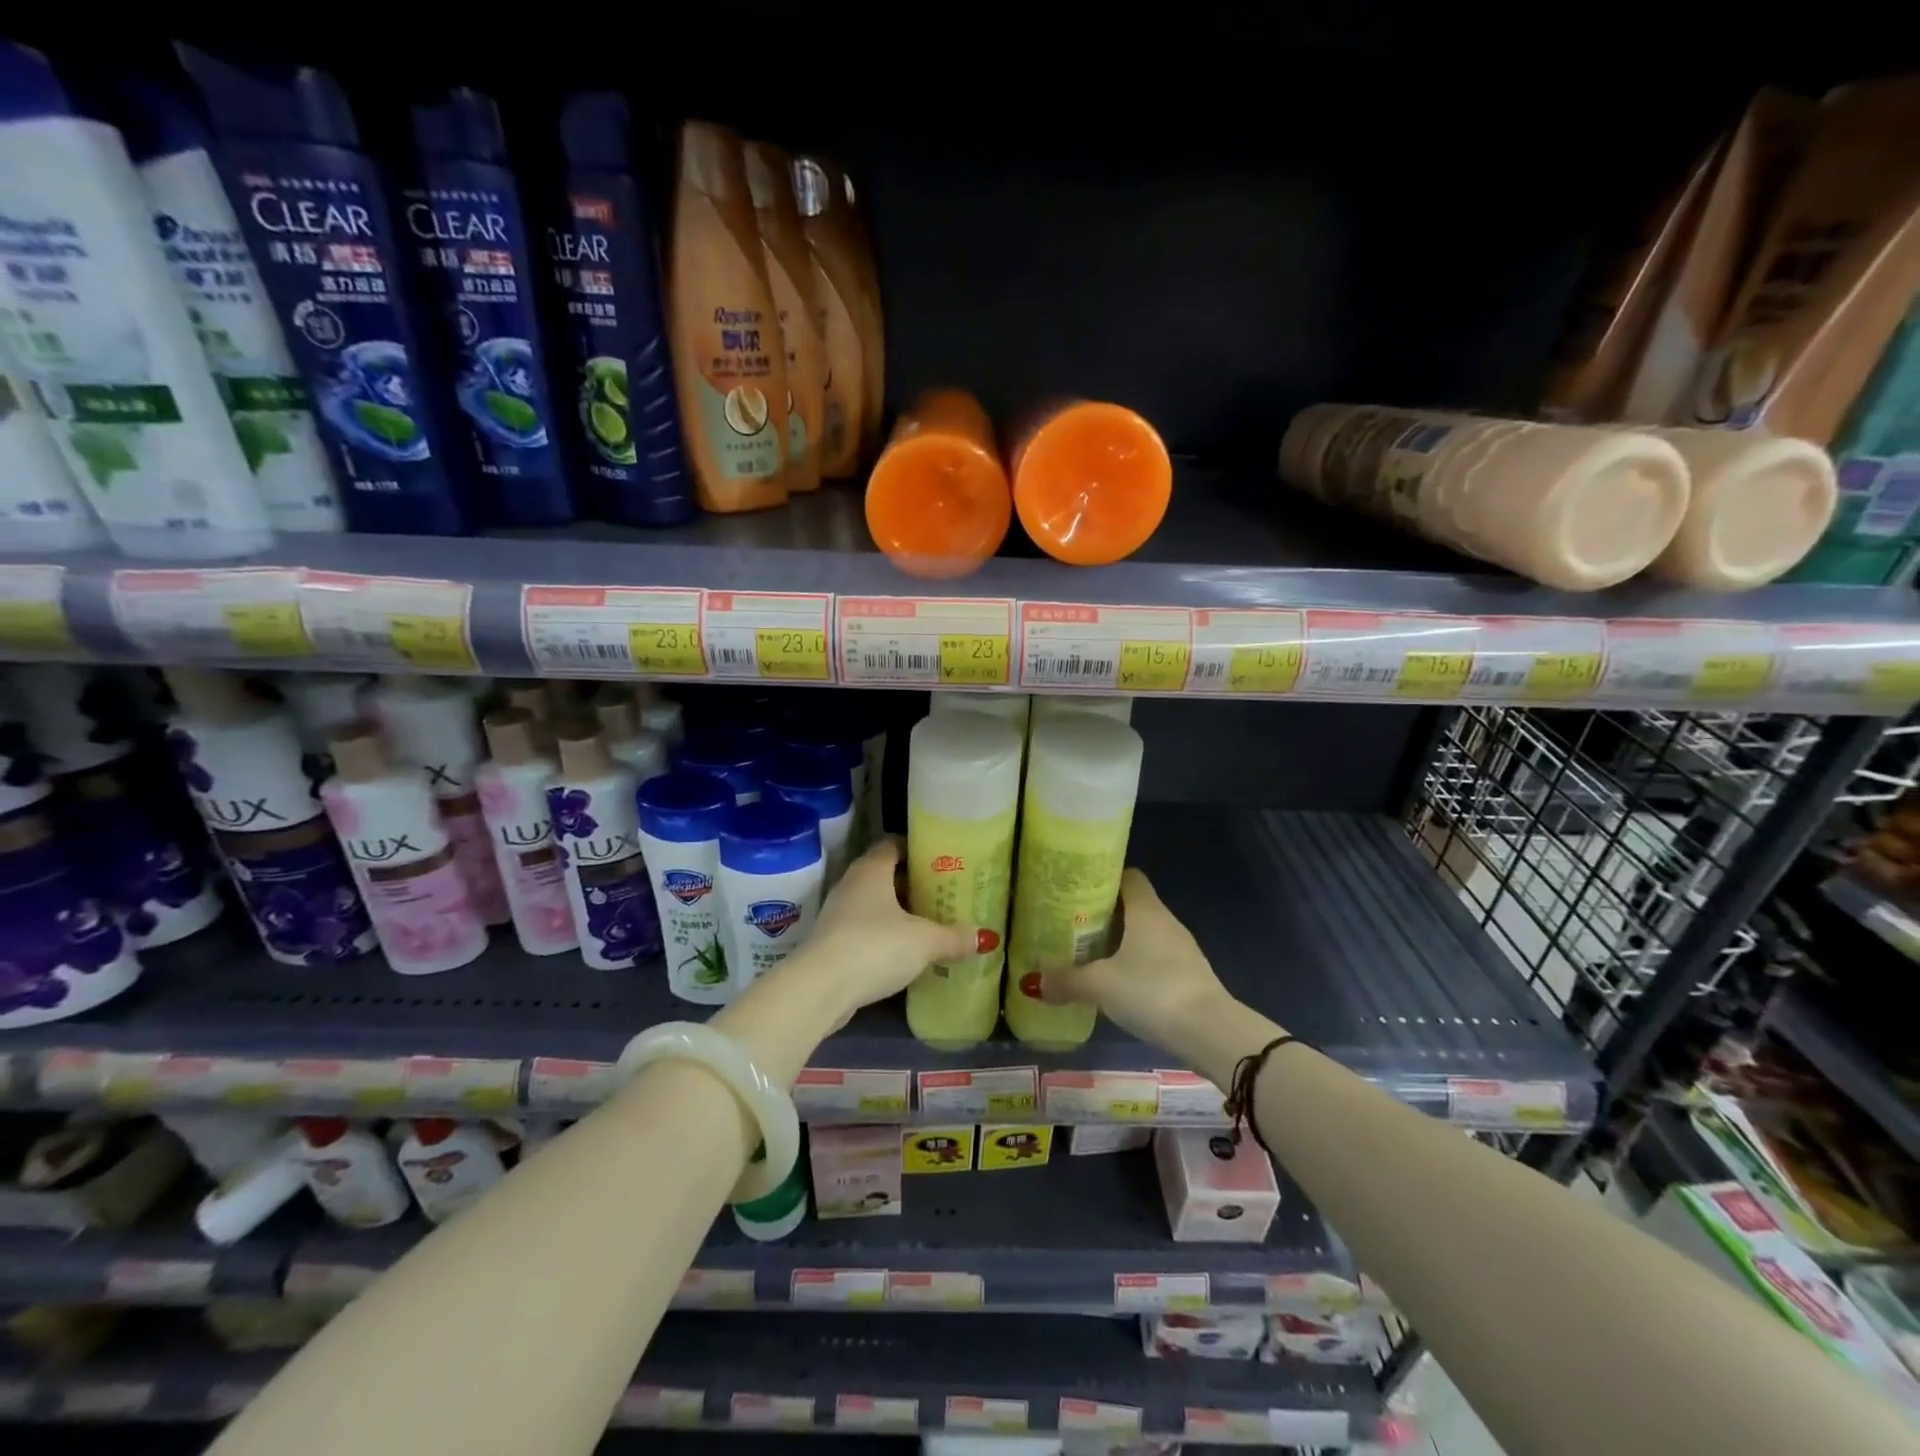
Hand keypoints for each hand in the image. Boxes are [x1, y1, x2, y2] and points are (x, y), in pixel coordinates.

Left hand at [801, 837, 977, 1016]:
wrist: (819, 989)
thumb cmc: (875, 947)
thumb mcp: (924, 942)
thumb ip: (954, 937)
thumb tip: (983, 937)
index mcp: (871, 869)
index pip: (893, 844)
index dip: (916, 849)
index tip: (941, 860)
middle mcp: (851, 884)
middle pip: (885, 875)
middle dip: (912, 884)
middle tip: (942, 894)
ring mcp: (838, 914)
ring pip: (874, 904)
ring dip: (897, 913)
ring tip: (928, 924)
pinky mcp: (831, 943)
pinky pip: (864, 930)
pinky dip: (883, 936)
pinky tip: (904, 952)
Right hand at [1040, 868, 1234, 1043]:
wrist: (1210, 1032)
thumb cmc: (1152, 990)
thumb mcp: (1100, 985)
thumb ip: (1066, 981)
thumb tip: (1033, 982)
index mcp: (1146, 910)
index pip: (1128, 877)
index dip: (1104, 878)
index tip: (1077, 889)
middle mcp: (1166, 922)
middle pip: (1133, 906)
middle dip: (1104, 914)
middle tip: (1072, 925)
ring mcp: (1182, 950)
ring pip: (1144, 935)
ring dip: (1120, 942)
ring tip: (1088, 954)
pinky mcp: (1189, 977)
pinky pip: (1155, 960)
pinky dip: (1136, 965)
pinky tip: (1117, 984)